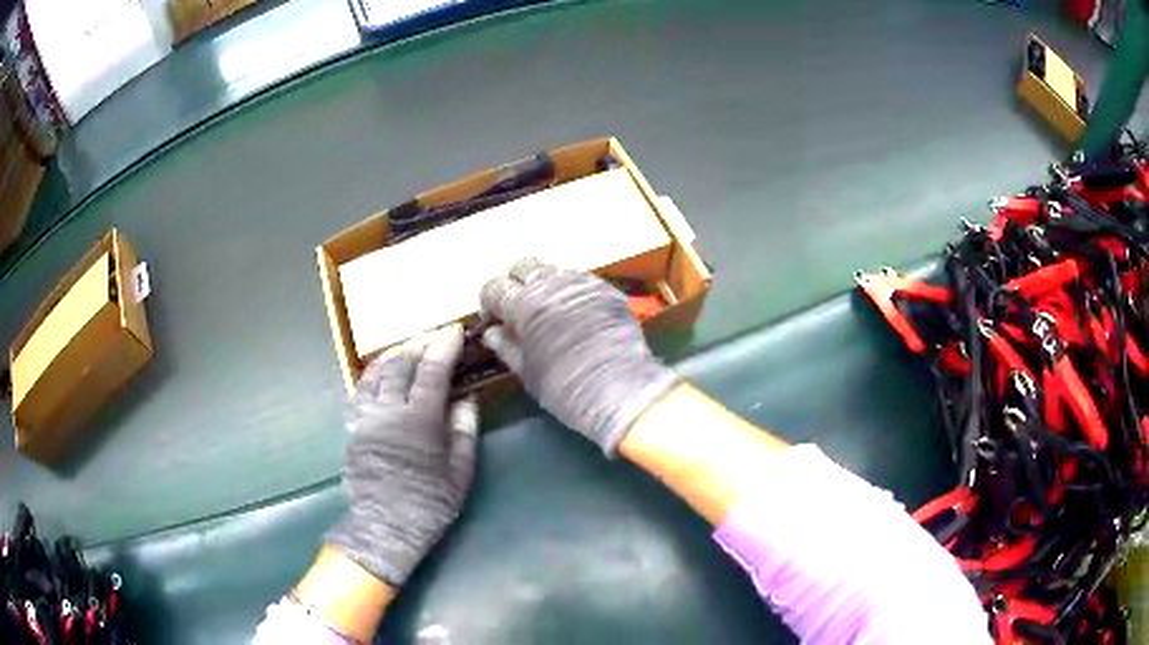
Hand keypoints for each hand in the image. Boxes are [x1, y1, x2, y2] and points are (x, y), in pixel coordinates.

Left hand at [325, 325, 478, 585]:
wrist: (385, 526)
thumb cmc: (429, 502)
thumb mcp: (459, 472)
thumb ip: (463, 431)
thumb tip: (466, 399)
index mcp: (419, 420)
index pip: (431, 371)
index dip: (444, 346)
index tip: (454, 330)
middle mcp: (388, 411)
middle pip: (401, 364)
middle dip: (418, 343)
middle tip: (433, 334)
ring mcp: (366, 417)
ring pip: (375, 373)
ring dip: (392, 355)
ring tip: (406, 346)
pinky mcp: (353, 428)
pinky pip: (359, 392)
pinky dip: (371, 375)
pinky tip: (378, 373)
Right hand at [479, 258, 678, 454]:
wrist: (619, 389)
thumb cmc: (564, 386)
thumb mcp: (527, 371)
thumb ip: (506, 346)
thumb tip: (492, 332)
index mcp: (524, 304)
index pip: (494, 288)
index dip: (489, 303)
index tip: (494, 319)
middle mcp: (550, 284)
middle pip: (523, 266)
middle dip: (515, 283)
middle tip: (518, 308)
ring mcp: (581, 282)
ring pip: (553, 269)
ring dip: (544, 284)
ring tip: (547, 310)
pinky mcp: (605, 288)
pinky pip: (580, 279)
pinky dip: (570, 290)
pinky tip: (574, 312)